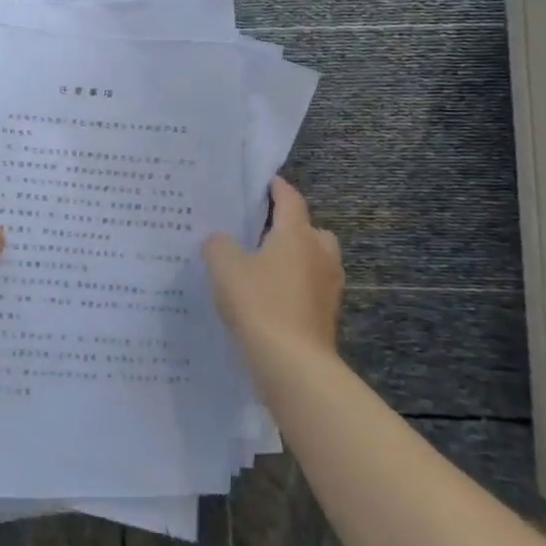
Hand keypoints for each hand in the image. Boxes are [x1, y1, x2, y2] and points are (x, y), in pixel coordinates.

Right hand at [202, 176, 343, 360]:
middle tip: (259, 231)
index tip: (262, 182)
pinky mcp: (325, 315)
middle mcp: (319, 255)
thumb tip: (221, 240)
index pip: (290, 199)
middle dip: (290, 227)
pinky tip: (266, 298)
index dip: (276, 187)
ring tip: (260, 267)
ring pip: (313, 261)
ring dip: (294, 259)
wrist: (292, 363)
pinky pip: (308, 288)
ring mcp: (327, 287)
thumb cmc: (259, 302)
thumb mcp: (223, 265)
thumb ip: (218, 244)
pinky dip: (292, 287)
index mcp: (297, 234)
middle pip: (310, 230)